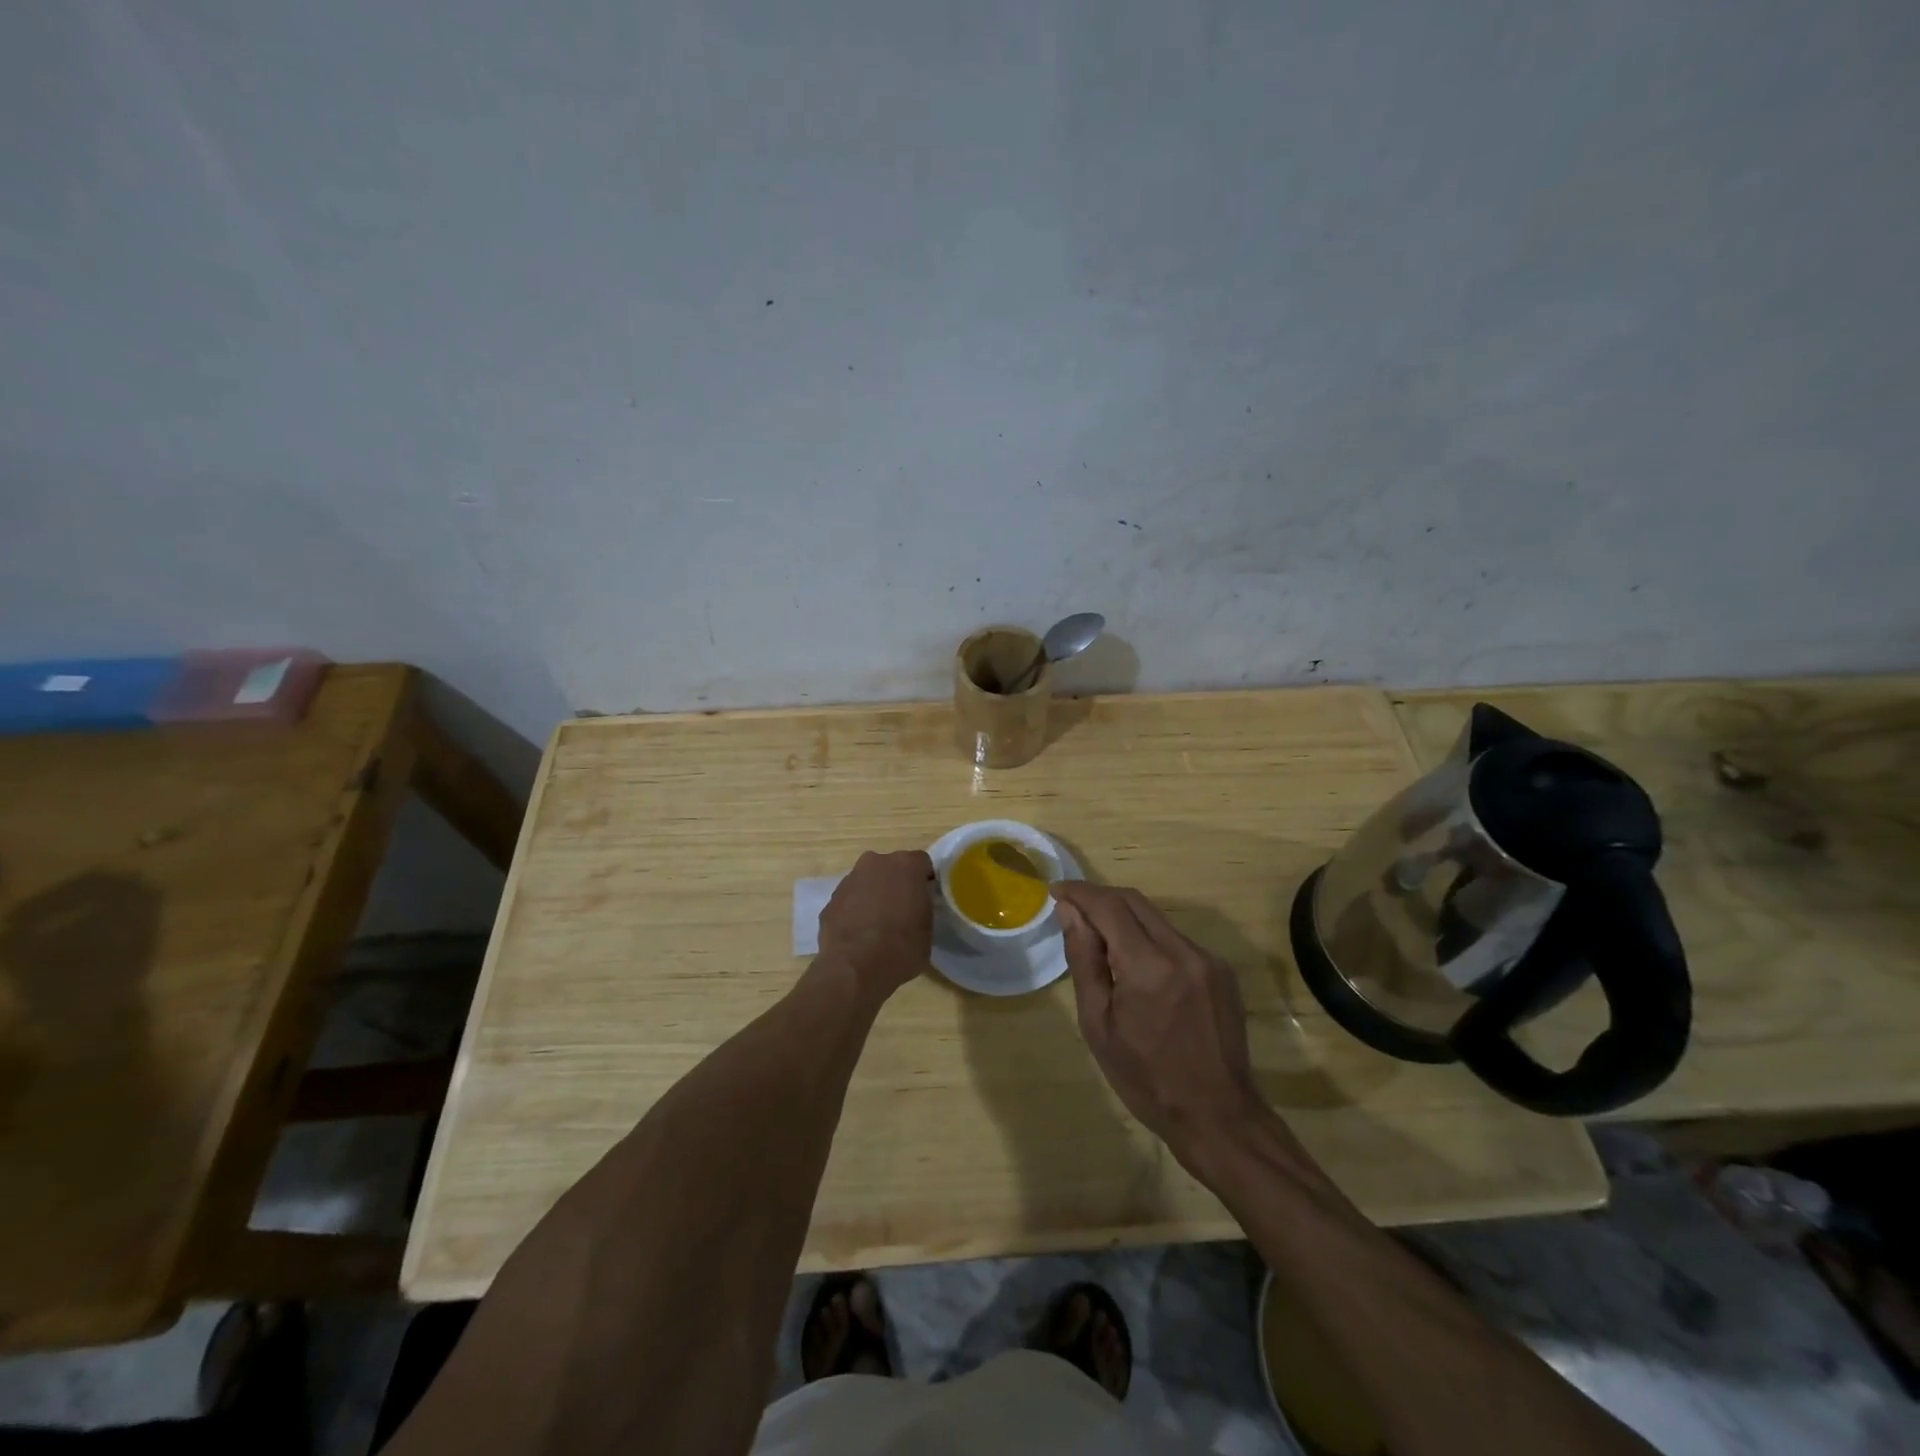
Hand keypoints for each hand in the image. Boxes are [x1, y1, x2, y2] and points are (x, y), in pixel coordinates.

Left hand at [817, 850, 934, 1000]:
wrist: (855, 970)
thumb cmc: (902, 948)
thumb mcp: (928, 928)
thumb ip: (923, 906)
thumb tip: (916, 905)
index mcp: (906, 865)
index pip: (922, 863)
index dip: (924, 881)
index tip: (926, 899)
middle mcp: (876, 863)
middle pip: (891, 868)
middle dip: (896, 884)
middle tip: (902, 910)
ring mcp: (850, 880)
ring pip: (867, 882)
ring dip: (873, 895)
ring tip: (878, 926)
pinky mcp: (830, 899)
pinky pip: (850, 899)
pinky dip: (855, 910)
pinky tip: (859, 934)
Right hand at [1053, 882, 1267, 1165]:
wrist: (1217, 1116)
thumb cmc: (1146, 1079)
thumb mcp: (1098, 1024)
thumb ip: (1084, 960)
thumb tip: (1069, 912)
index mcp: (1148, 967)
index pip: (1109, 906)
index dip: (1079, 892)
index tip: (1056, 891)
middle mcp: (1182, 951)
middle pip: (1134, 902)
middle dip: (1100, 898)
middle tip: (1072, 910)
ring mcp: (1207, 959)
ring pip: (1156, 918)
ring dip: (1124, 918)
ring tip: (1100, 942)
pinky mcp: (1221, 970)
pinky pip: (1175, 939)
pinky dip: (1149, 939)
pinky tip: (1137, 967)